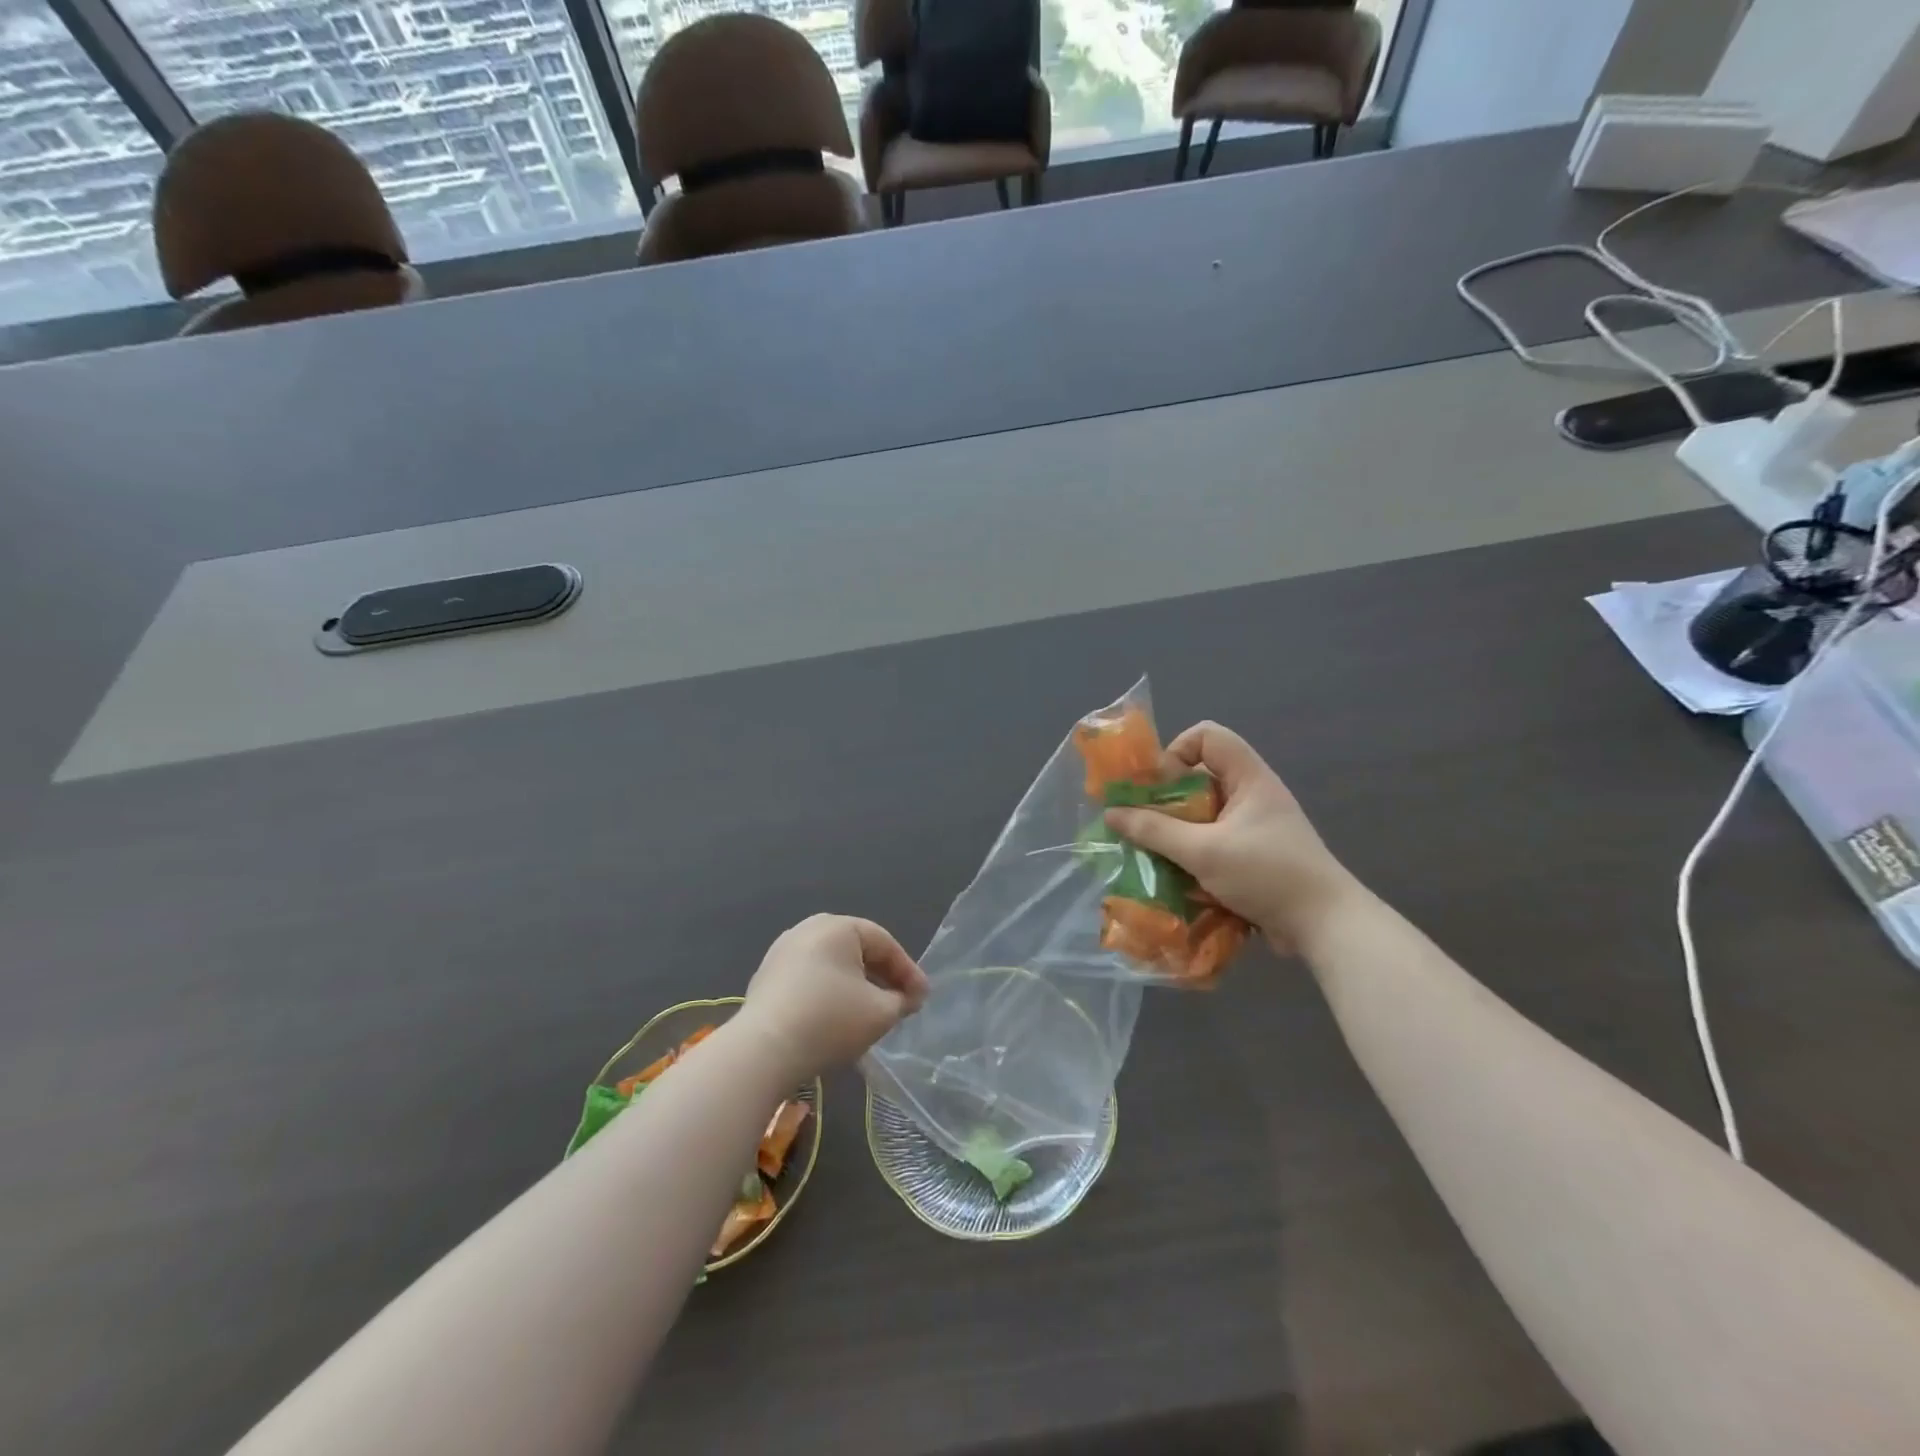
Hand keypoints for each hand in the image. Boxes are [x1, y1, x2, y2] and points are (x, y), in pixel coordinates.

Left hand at [735, 915, 929, 1082]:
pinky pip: (810, 978)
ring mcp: (782, 952)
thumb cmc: (829, 1021)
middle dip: (882, 976)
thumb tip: (907, 998)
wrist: (762, 1051)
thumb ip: (901, 1001)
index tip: (922, 999)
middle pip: (857, 950)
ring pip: (833, 965)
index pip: (884, 943)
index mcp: (838, 926)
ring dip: (856, 985)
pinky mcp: (766, 977)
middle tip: (901, 1002)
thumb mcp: (880, 1013)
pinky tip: (837, 1018)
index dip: (908, 971)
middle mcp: (808, 929)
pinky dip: (829, 992)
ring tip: (871, 1012)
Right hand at [1104, 722, 1361, 954]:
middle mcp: (1250, 795)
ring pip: (1201, 815)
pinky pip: (1210, 842)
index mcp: (1248, 778)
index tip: (1158, 785)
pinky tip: (1174, 877)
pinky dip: (1190, 855)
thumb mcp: (1204, 851)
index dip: (1177, 750)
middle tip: (1142, 823)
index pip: (1207, 735)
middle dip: (1165, 799)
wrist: (1325, 926)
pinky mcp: (1251, 857)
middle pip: (1198, 777)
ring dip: (1174, 832)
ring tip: (1152, 853)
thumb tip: (1112, 814)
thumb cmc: (1267, 874)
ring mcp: (1252, 827)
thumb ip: (1155, 831)